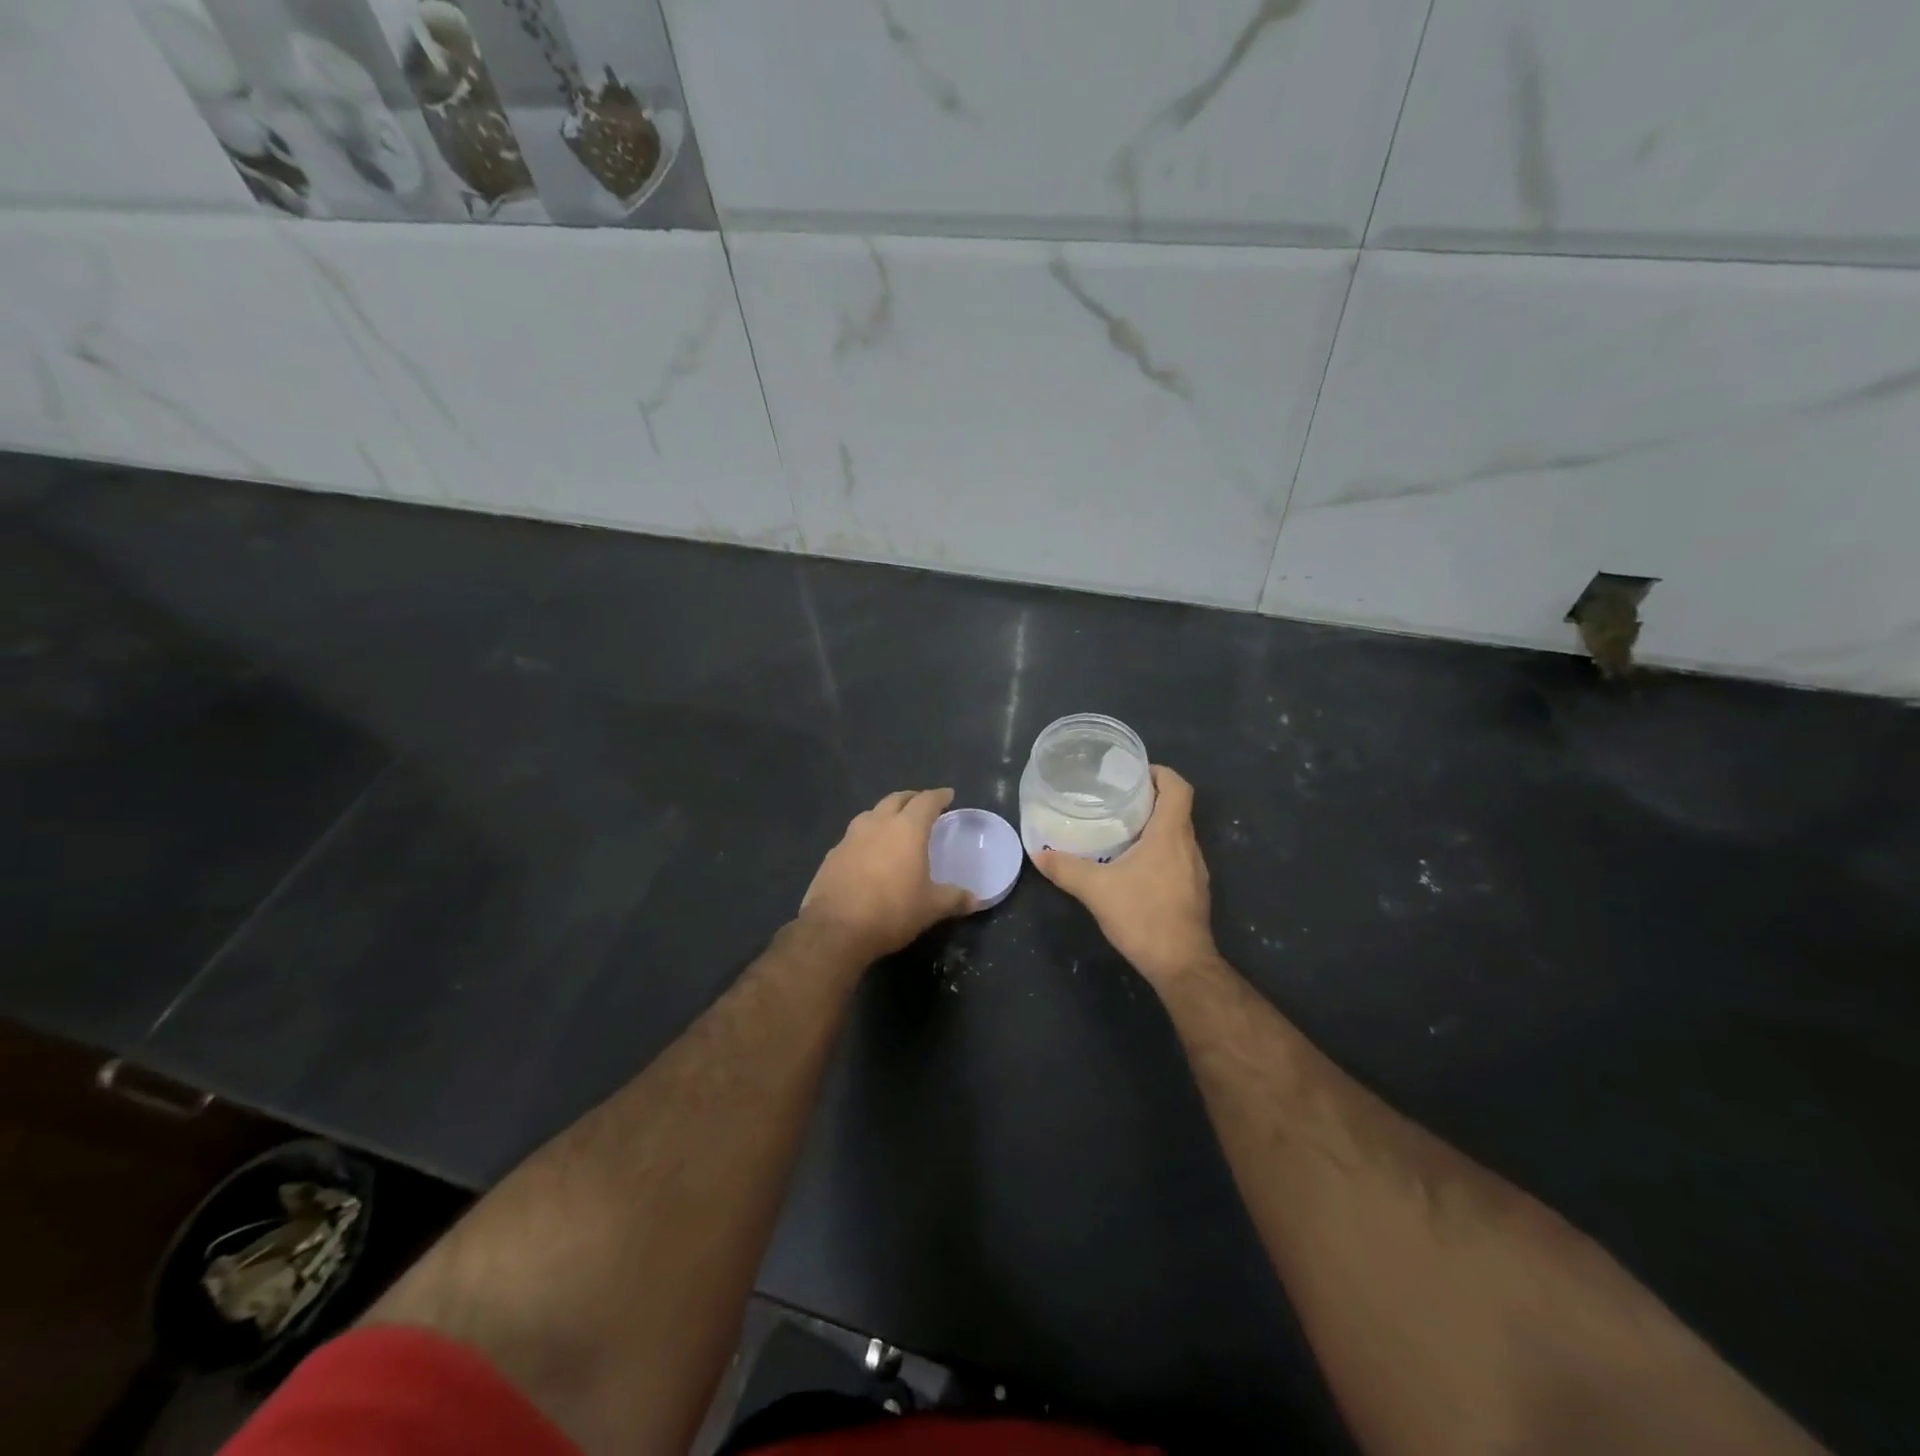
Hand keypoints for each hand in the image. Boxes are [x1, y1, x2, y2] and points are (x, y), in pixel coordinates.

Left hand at [799, 788, 975, 960]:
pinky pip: (854, 836)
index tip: (948, 795)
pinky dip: (866, 837)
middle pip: (896, 799)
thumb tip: (975, 900)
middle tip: (922, 805)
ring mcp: (850, 837)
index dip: (939, 796)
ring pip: (871, 814)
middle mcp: (877, 824)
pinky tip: (868, 853)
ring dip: (885, 814)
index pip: (926, 801)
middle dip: (911, 798)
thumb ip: (954, 899)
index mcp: (906, 829)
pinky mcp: (832, 855)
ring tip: (894, 825)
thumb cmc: (891, 911)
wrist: (835, 929)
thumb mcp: (930, 908)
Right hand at [1036, 766, 1216, 986]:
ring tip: (1120, 829)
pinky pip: (1177, 857)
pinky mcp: (1193, 891)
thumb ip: (1066, 869)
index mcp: (1171, 834)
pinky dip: (1158, 851)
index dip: (1160, 773)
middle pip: (1177, 808)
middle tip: (1116, 799)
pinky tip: (1132, 866)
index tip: (1133, 773)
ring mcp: (1195, 871)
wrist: (1181, 964)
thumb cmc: (1143, 916)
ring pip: (1177, 835)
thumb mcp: (1096, 889)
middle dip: (1149, 799)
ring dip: (1154, 827)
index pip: (1178, 787)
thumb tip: (1038, 854)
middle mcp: (1189, 846)